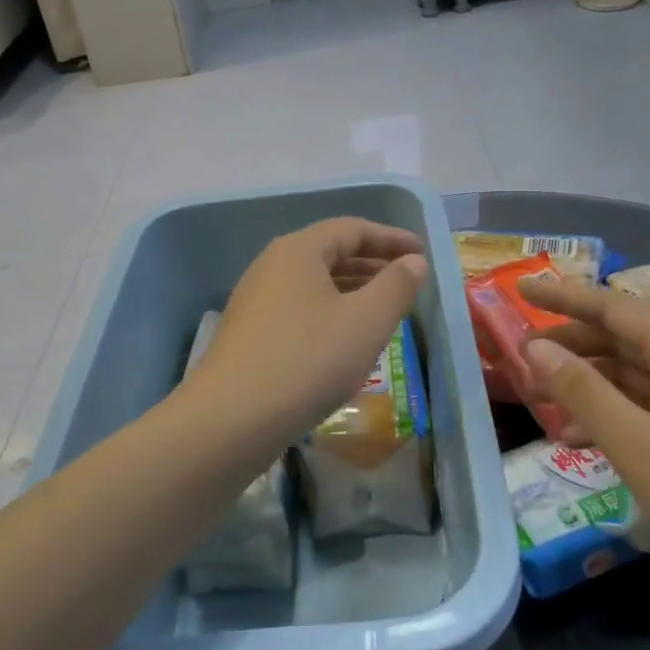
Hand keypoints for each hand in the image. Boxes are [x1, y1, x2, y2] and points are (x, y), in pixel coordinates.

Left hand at [189, 218, 429, 439]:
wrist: (228, 421)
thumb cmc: (306, 362)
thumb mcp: (366, 322)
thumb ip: (396, 286)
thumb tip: (414, 261)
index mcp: (298, 250)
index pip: (352, 229)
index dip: (390, 238)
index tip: (421, 253)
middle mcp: (272, 266)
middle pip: (330, 252)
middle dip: (372, 264)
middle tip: (407, 280)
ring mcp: (255, 300)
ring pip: (314, 283)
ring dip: (352, 290)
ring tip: (383, 309)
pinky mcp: (249, 334)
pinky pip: (299, 308)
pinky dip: (329, 312)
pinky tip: (344, 341)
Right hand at [520, 279, 649, 601]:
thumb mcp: (634, 443)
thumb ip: (581, 390)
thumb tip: (535, 347)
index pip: (614, 307)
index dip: (564, 297)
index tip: (522, 290)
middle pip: (625, 339)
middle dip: (573, 346)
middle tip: (526, 357)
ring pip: (638, 376)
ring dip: (591, 386)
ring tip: (546, 406)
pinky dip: (617, 415)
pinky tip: (586, 442)